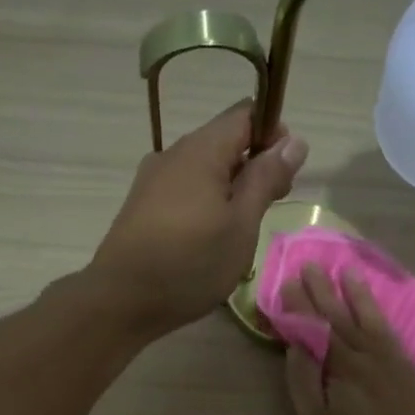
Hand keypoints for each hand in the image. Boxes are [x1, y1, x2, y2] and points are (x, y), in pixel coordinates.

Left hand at [88, 100, 307, 337]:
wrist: (121, 300)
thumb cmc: (191, 262)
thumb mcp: (242, 223)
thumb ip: (267, 179)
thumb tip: (294, 141)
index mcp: (201, 149)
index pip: (246, 114)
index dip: (273, 133)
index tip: (287, 171)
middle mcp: (174, 154)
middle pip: (224, 141)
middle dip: (255, 165)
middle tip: (271, 206)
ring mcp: (153, 180)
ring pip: (204, 168)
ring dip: (231, 188)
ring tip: (243, 229)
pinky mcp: (143, 205)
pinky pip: (185, 190)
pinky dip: (207, 202)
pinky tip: (211, 238)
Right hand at [282, 264, 414, 414]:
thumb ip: (305, 385)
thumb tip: (296, 347)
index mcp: (340, 367)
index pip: (314, 328)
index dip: (299, 306)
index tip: (285, 282)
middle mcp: (366, 355)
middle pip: (340, 316)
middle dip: (322, 290)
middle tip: (309, 265)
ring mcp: (391, 360)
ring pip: (368, 318)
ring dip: (355, 294)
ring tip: (345, 272)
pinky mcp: (408, 369)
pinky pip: (389, 330)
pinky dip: (379, 314)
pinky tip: (374, 309)